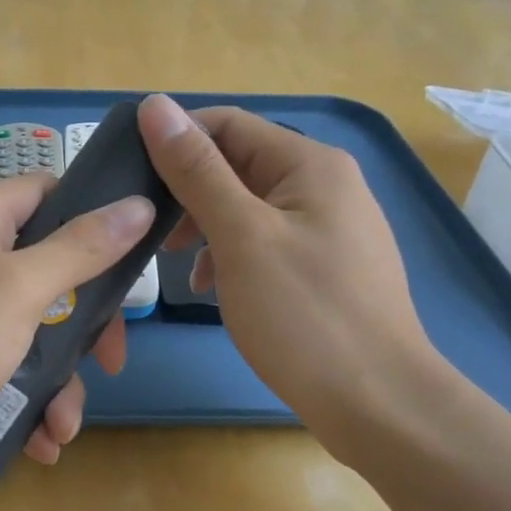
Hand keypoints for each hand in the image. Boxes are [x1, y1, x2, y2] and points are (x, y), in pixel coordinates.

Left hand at [0, 175, 154, 500]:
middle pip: (43, 267)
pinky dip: (19, 393)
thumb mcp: (17, 293)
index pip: (49, 192)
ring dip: (53, 375)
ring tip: (63, 428)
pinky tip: (36, 441)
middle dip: (80, 322)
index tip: (128, 266)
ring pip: (22, 324)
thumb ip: (80, 249)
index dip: (93, 220)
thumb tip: (137, 204)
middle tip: (107, 363)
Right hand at [136, 94, 450, 436]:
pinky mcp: (325, 266)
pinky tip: (210, 285)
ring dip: (205, 224)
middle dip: (187, 191)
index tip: (131, 180)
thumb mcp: (240, 236)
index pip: (226, 125)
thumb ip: (196, 170)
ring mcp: (329, 228)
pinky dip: (230, 253)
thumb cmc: (305, 315)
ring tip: (173, 262)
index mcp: (309, 164)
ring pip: (247, 206)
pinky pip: (265, 240)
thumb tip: (155, 105)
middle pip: (237, 165)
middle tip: (147, 230)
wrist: (380, 406)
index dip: (173, 142)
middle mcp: (325, 184)